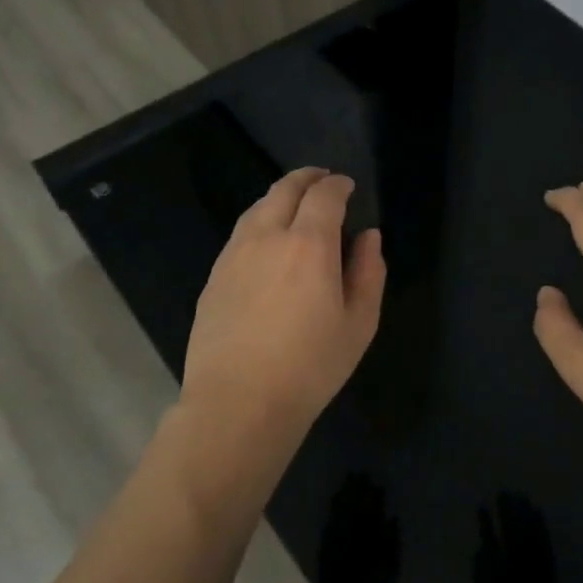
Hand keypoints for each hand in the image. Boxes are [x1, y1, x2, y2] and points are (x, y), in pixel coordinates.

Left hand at [181, 168, 385, 436]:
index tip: (347, 186)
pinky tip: (267, 240)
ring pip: (257, 208)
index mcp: (309, 245)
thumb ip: (368, 272)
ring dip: (280, 197)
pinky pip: (240, 233)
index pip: (324, 196)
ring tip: (294, 203)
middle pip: (284, 190)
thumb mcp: (358, 324)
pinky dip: (259, 221)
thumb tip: (368, 237)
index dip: (338, 185)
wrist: (238, 404)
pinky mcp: (214, 276)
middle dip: (306, 178)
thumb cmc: (310, 367)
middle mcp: (267, 237)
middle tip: (322, 179)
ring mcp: (234, 255)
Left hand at [316, 473, 401, 582]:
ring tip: (348, 480)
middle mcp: (349, 534)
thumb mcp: (390, 569)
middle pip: (353, 505)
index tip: (375, 482)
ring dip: (344, 494)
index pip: (370, 509)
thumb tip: (391, 518)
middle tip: (359, 473)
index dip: (373, 495)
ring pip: (339, 510)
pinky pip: (329, 521)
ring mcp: (335, 540)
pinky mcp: (325, 548)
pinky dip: (333, 508)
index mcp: (367, 538)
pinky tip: (334, 499)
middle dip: (356, 488)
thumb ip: (392, 541)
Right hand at [473, 492, 558, 582]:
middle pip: (512, 528)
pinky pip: (545, 540)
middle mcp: (518, 562)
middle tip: (504, 492)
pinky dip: (541, 525)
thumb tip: (481, 549)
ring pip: (530, 531)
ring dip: (525, 511)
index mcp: (499, 570)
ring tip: (521, 495)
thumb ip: (478, 573)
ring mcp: (535, 564)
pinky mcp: (549, 567)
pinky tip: (538, 513)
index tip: (482, 505)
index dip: (486, 521)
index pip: (491, 537)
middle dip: (508, 509)